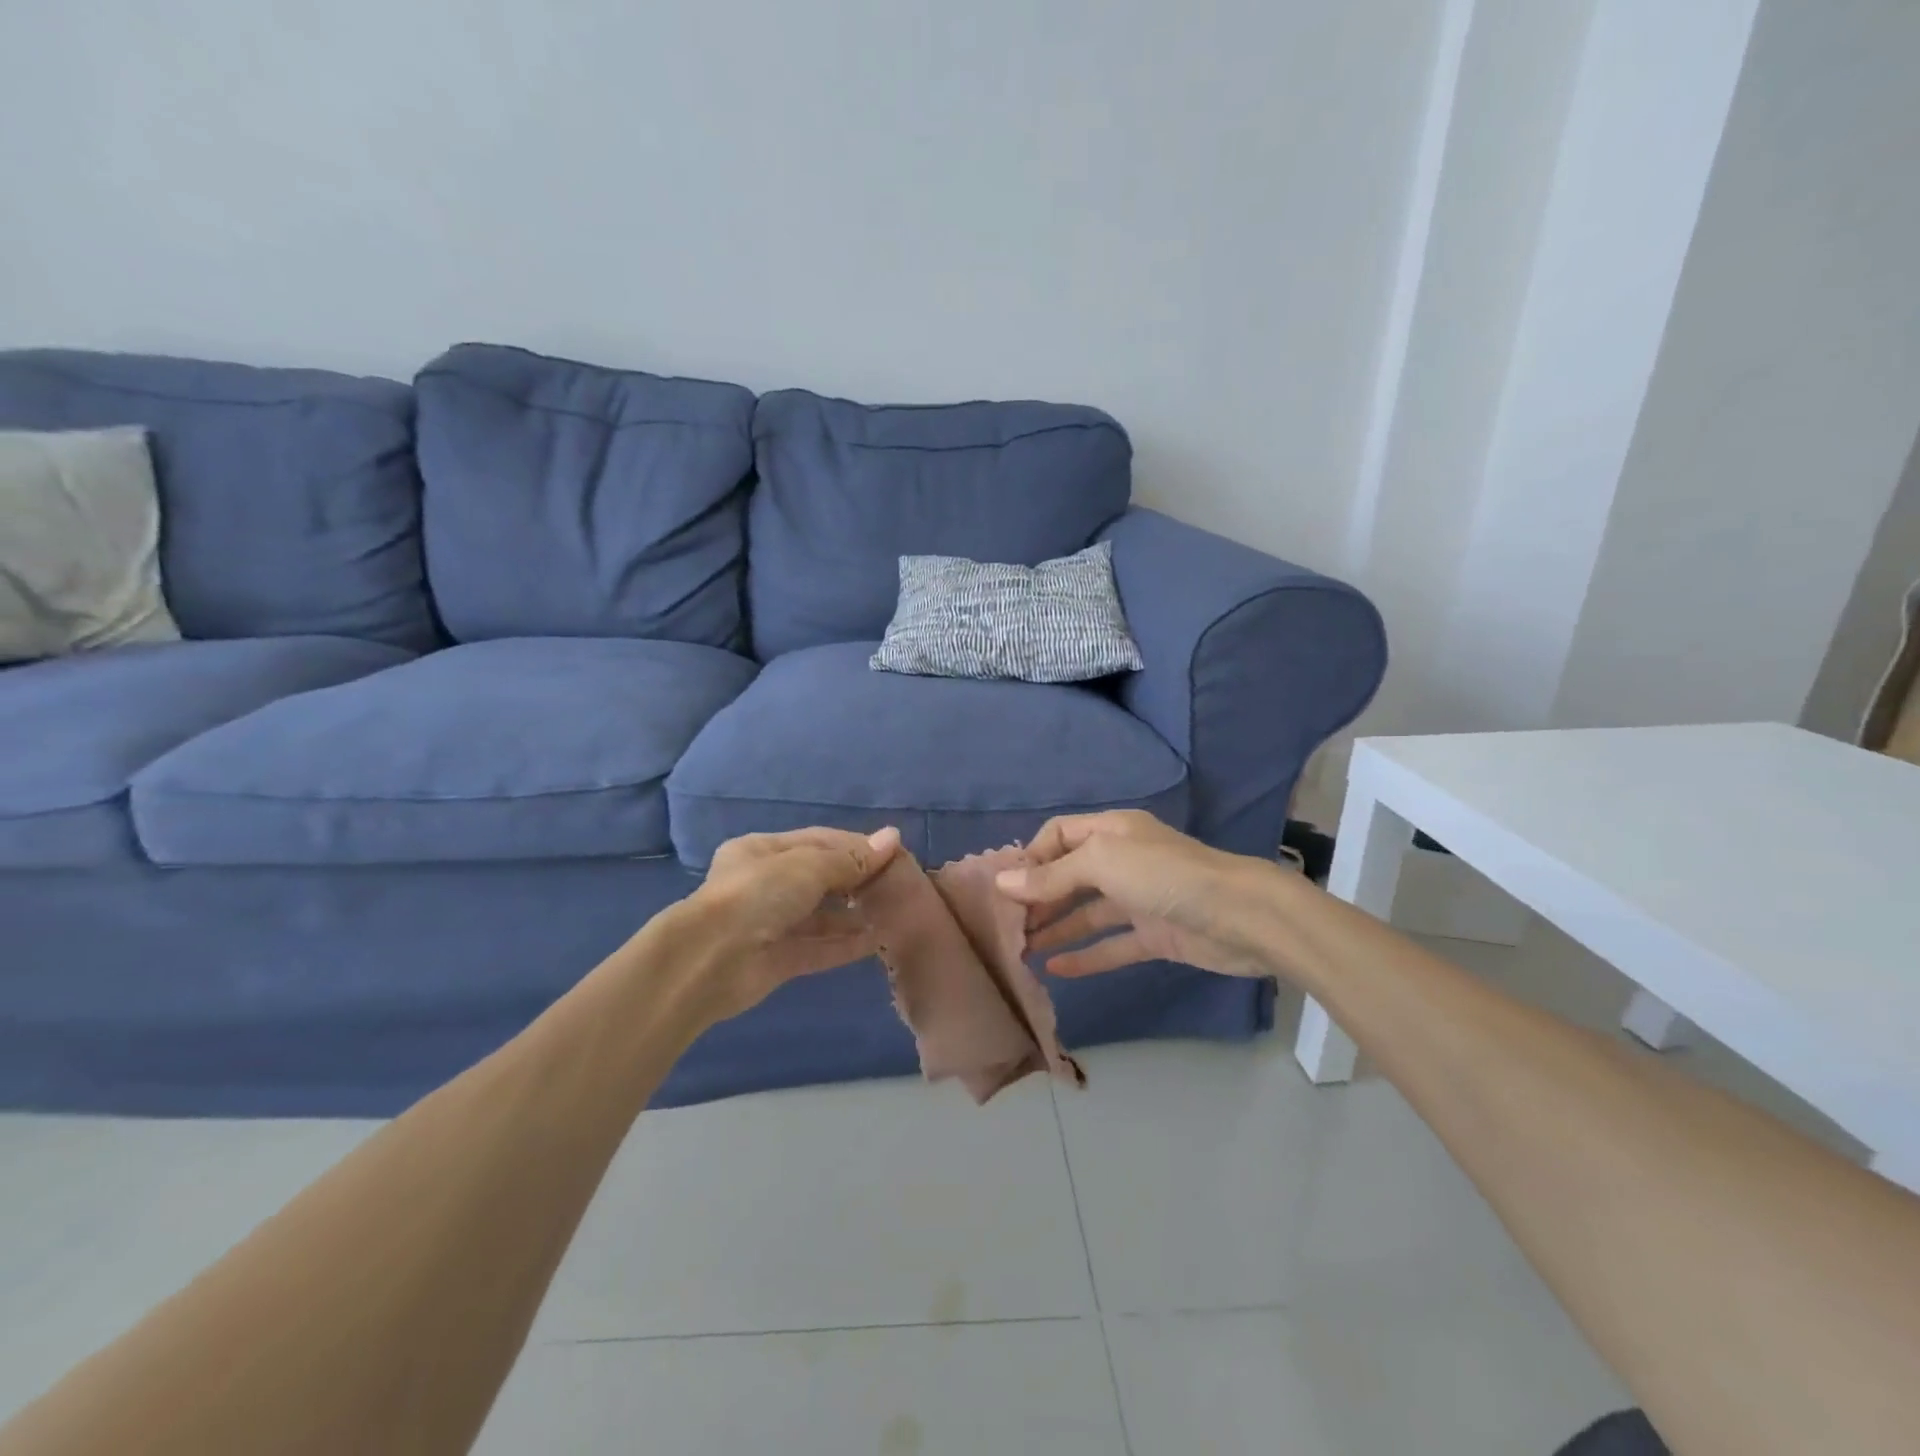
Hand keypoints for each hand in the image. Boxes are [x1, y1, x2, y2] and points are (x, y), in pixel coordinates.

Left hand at [689, 826, 901, 1018]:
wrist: (711, 960)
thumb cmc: (759, 894)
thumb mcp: (808, 866)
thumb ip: (851, 858)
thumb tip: (893, 838)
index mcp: (762, 851)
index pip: (818, 841)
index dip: (856, 846)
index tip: (893, 853)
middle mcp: (765, 885)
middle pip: (819, 878)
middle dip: (856, 881)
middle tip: (897, 885)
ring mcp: (770, 925)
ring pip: (819, 916)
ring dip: (852, 915)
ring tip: (892, 913)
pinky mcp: (777, 960)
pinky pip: (817, 948)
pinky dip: (844, 945)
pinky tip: (875, 941)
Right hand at [995, 810, 1287, 978]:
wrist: (1241, 916)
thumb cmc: (1165, 875)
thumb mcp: (1103, 863)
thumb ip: (1053, 876)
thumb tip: (1003, 882)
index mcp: (1112, 831)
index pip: (1059, 835)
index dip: (1032, 858)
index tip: (1004, 888)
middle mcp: (1123, 861)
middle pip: (1070, 876)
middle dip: (1038, 898)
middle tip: (1007, 927)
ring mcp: (1139, 899)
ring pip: (1087, 913)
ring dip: (1056, 928)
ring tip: (1022, 951)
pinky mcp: (1155, 935)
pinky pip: (1112, 945)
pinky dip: (1086, 956)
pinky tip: (1057, 970)